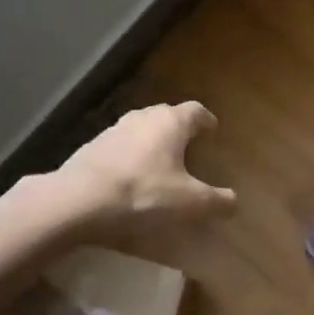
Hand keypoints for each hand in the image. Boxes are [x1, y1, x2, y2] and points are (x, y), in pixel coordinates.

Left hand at [52, 102, 235, 231]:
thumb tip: (235, 202)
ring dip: (152, 140)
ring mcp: (113, 130)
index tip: (212, 130)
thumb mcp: (188, 203)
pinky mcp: (91, 147)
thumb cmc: (142, 194)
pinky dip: (130, 155)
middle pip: (166, 114)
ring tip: (159, 161)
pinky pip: (119, 145)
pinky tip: (130, 176)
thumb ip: (216, 201)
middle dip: (179, 128)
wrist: (78, 200)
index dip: (206, 120)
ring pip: (140, 128)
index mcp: (170, 123)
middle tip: (188, 146)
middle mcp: (142, 118)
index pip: (196, 111)